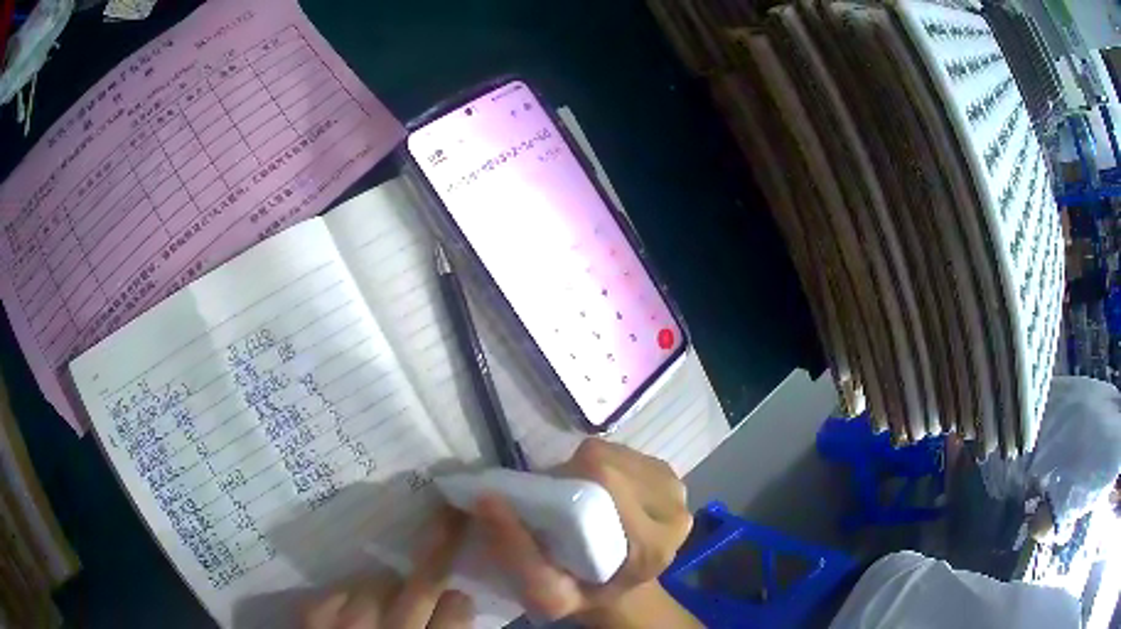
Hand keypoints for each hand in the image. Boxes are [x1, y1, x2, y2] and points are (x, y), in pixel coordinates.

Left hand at [303, 509, 474, 628]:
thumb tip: (457, 603)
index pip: (456, 608)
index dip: (459, 603)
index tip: (457, 601)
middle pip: (421, 584)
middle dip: (441, 546)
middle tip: (450, 517)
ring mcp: (346, 624)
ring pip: (378, 580)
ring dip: (389, 586)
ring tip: (386, 600)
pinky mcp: (312, 618)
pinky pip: (339, 588)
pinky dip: (350, 593)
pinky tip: (353, 607)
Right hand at [473, 439, 697, 625]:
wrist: (618, 589)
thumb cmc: (582, 592)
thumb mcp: (543, 593)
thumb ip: (516, 553)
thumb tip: (488, 499)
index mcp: (652, 545)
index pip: (606, 480)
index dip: (566, 480)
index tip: (549, 502)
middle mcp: (675, 513)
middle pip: (614, 463)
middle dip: (576, 473)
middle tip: (561, 500)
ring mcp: (677, 491)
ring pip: (619, 453)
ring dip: (590, 468)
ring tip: (580, 497)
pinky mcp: (670, 477)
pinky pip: (628, 452)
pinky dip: (605, 464)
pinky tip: (600, 490)